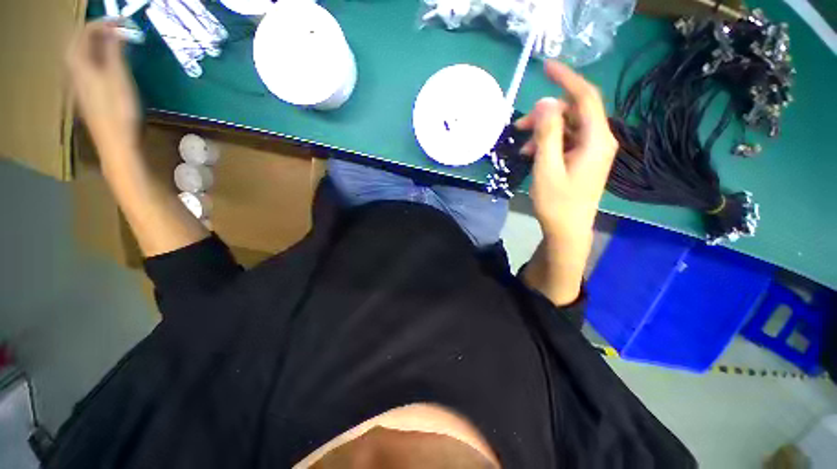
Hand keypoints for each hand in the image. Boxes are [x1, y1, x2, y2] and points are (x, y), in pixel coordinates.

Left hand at [67, 21, 140, 157]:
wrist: (116, 142)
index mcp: (79, 64)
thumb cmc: (118, 110)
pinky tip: (113, 63)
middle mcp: (75, 71)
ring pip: (85, 56)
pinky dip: (100, 58)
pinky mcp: (90, 94)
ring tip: (118, 43)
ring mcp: (81, 84)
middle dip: (98, 32)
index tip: (123, 21)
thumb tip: (116, 31)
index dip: (103, 23)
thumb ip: (114, 52)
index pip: (85, 33)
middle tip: (118, 30)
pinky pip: (90, 67)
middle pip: (80, 43)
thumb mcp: (118, 78)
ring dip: (99, 45)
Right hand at [516, 61, 616, 244]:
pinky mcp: (583, 159)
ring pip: (567, 127)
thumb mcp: (547, 167)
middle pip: (574, 112)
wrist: (568, 230)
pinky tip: (532, 153)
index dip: (567, 79)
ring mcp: (592, 150)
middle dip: (546, 113)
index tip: (546, 67)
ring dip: (544, 130)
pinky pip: (566, 141)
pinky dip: (548, 142)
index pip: (585, 97)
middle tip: (519, 125)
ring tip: (522, 144)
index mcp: (596, 139)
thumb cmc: (557, 203)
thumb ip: (548, 134)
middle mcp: (599, 140)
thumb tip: (546, 102)